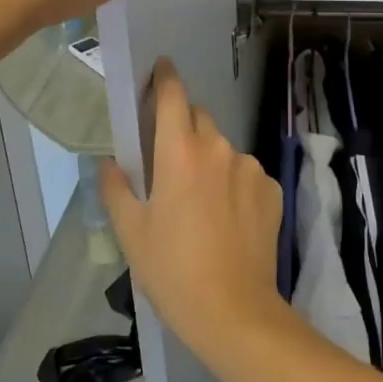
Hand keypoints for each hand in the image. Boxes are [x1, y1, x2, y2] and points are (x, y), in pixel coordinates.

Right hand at [101, 61, 287, 358]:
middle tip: (169, 162)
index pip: (174, 96)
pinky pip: (245, 173)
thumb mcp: (132, 232)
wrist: (234, 311)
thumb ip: (117, 188)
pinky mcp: (272, 189)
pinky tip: (227, 219)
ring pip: (223, 149)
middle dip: (183, 128)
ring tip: (199, 203)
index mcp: (180, 153)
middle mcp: (219, 149)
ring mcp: (250, 168)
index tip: (160, 69)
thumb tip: (110, 162)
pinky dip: (233, 184)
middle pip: (199, 120)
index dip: (165, 78)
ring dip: (209, 160)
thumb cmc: (172, 271)